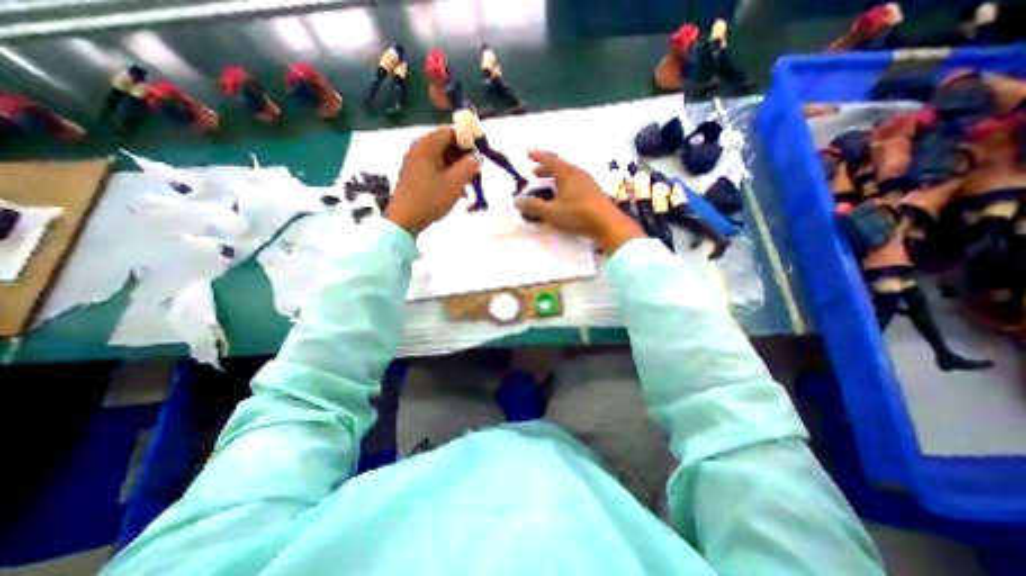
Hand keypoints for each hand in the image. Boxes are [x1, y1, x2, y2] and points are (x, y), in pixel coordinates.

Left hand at [382, 128, 482, 237]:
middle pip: (446, 144)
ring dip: (458, 168)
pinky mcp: (415, 174)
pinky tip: (458, 191)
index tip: (480, 153)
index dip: (468, 140)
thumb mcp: (454, 183)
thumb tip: (478, 157)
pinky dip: (448, 175)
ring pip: (442, 158)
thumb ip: (469, 167)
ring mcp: (416, 162)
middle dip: (464, 156)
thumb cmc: (430, 199)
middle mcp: (419, 149)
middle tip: (476, 171)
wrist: (404, 220)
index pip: (451, 131)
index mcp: (427, 146)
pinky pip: (436, 168)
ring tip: (469, 184)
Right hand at [513, 150, 638, 253]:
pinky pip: (574, 182)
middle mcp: (578, 173)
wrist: (608, 224)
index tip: (527, 153)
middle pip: (559, 166)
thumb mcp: (551, 212)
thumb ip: (533, 206)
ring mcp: (587, 182)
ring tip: (546, 183)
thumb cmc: (578, 215)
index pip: (549, 159)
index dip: (537, 156)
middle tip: (534, 172)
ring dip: (554, 177)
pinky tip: (562, 195)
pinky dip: (563, 184)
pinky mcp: (593, 192)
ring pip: (567, 175)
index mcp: (567, 173)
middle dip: (545, 168)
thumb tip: (517, 200)